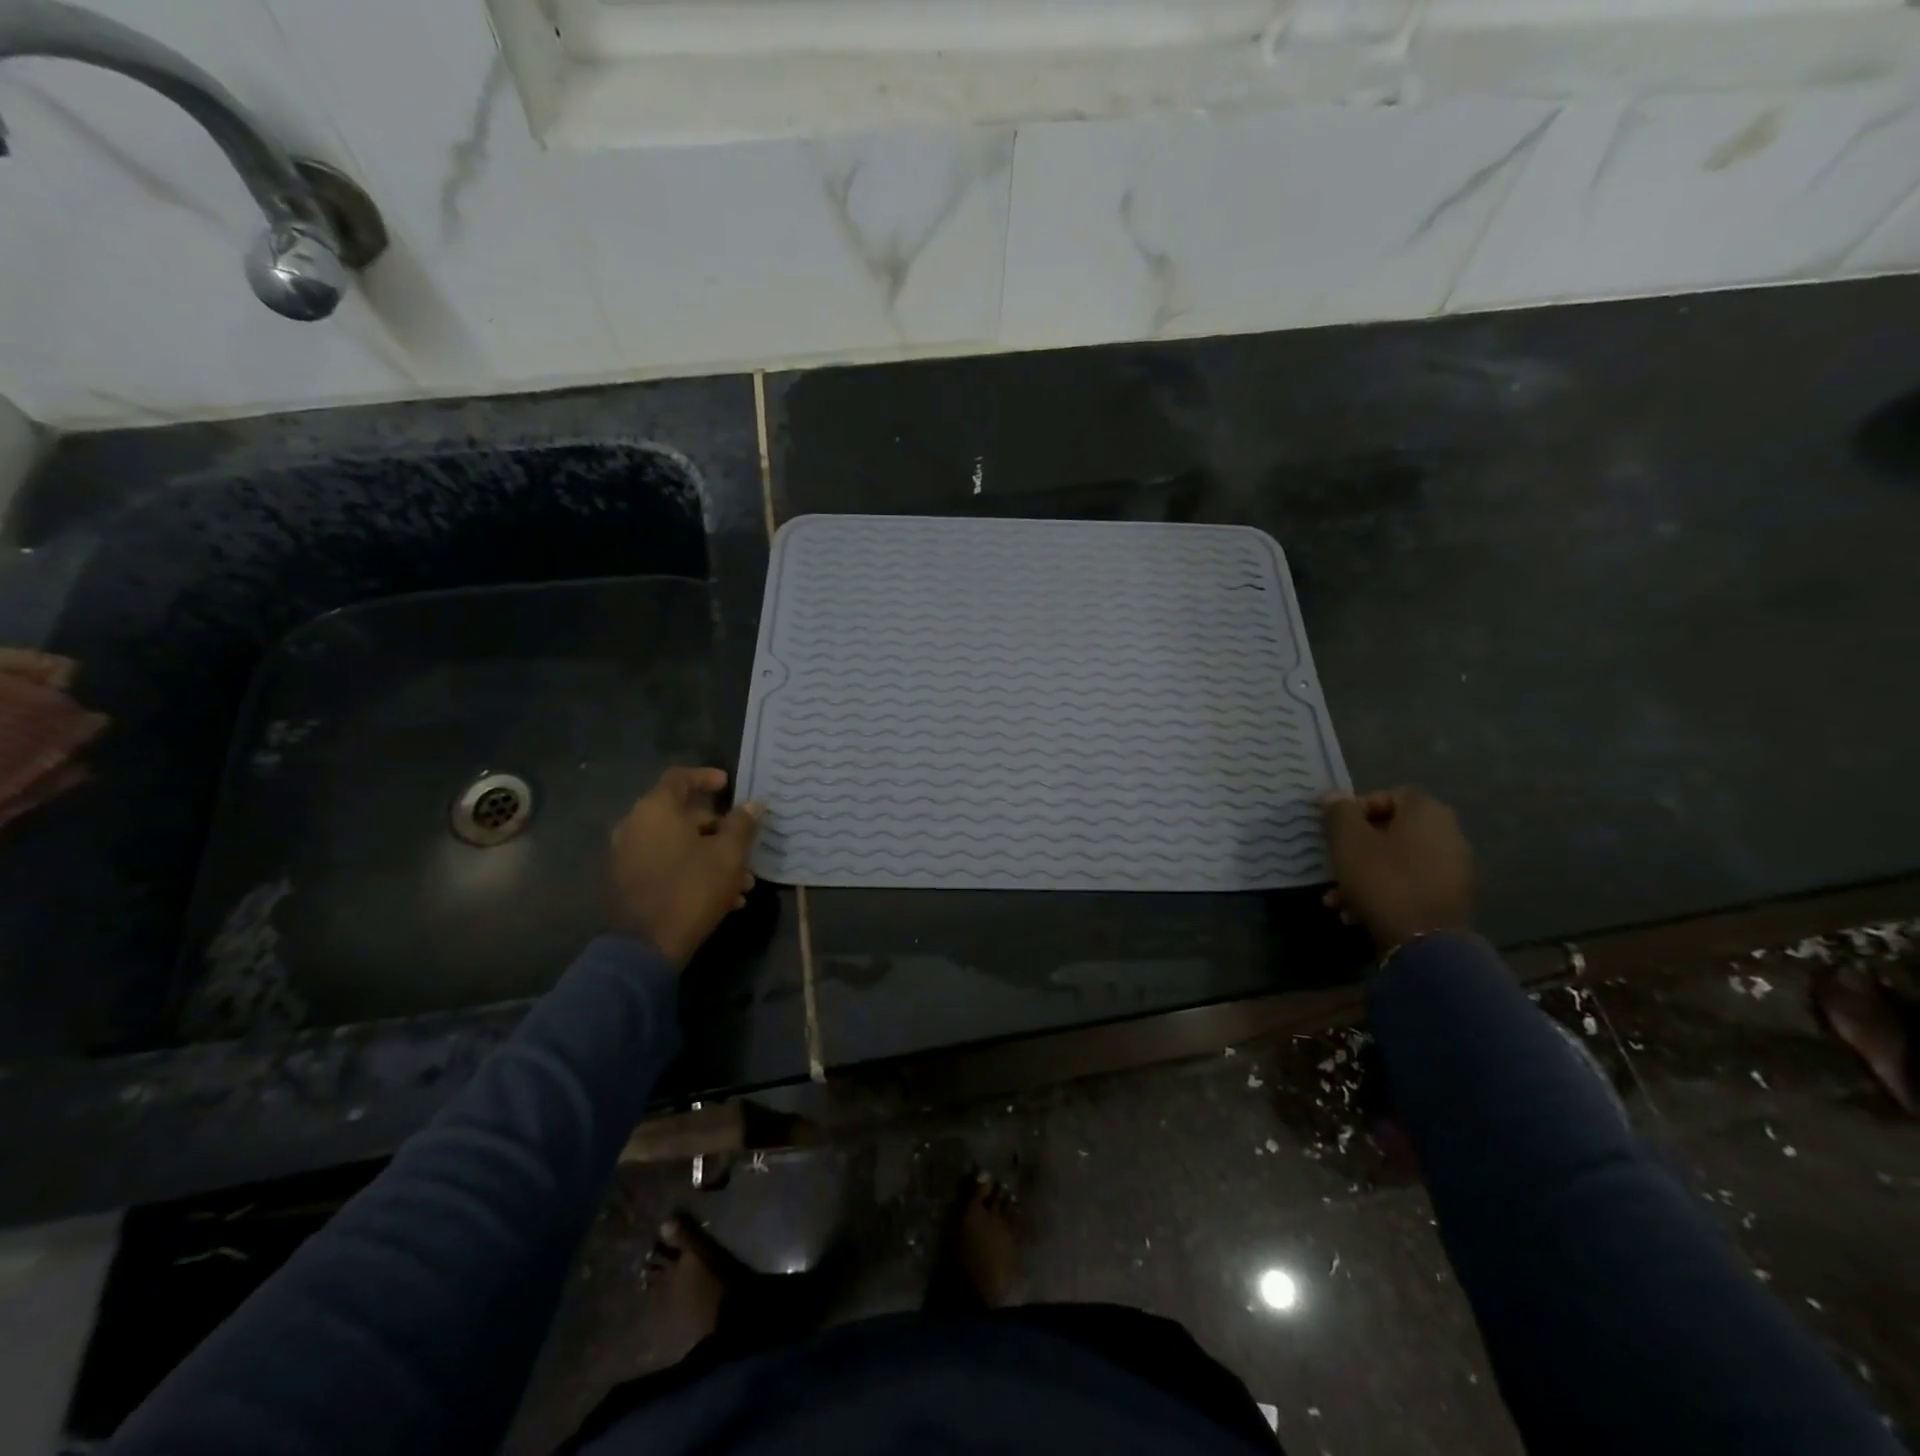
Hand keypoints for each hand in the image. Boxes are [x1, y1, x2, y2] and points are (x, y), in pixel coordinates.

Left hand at [610, 767, 762, 964]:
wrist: (646, 947)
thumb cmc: (692, 888)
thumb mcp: (728, 854)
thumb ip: (742, 824)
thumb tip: (753, 804)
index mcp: (656, 810)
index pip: (680, 778)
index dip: (706, 776)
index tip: (729, 784)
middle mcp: (635, 826)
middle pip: (682, 815)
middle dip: (719, 830)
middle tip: (745, 844)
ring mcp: (628, 856)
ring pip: (678, 845)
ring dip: (711, 856)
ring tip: (743, 883)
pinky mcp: (629, 883)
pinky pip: (666, 865)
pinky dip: (693, 871)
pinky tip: (724, 899)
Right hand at [1322, 786, 1473, 952]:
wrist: (1424, 942)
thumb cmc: (1382, 879)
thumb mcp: (1348, 840)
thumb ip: (1339, 812)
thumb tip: (1335, 797)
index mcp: (1427, 813)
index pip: (1389, 795)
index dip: (1357, 808)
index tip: (1335, 829)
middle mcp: (1448, 834)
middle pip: (1390, 832)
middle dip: (1355, 849)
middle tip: (1332, 864)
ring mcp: (1452, 869)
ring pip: (1395, 862)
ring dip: (1363, 875)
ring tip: (1337, 899)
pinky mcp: (1449, 899)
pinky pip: (1408, 885)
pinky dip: (1382, 893)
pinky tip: (1356, 914)